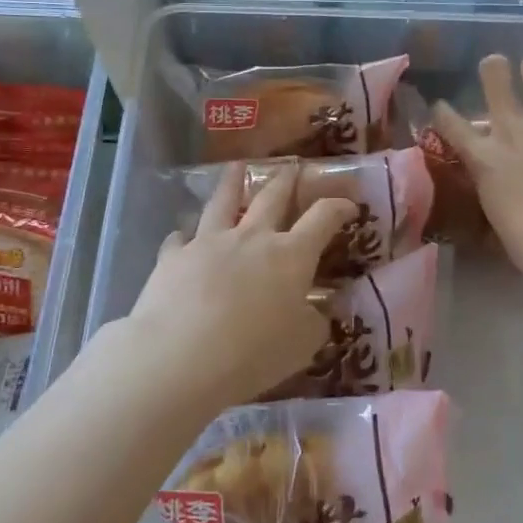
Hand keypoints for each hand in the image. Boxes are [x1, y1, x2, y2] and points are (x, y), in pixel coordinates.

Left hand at [125, 163, 354, 411]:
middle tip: (292, 167)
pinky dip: (185, 236)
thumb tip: (319, 312)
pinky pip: (180, 238)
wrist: (181, 356)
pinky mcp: (173, 256)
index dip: (339, 207)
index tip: (349, 204)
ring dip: (232, 183)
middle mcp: (251, 237)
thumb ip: (315, 323)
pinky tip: (182, 237)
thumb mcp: (302, 346)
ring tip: (236, 167)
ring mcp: (208, 242)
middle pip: (272, 197)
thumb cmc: (253, 353)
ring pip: (223, 202)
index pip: (323, 218)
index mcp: (291, 255)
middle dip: (286, 180)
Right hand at [434, 54, 522, 282]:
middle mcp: (513, 132)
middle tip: (497, 65)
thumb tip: (496, 192)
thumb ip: (493, 192)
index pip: (452, 125)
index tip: (440, 105)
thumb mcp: (495, 216)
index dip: (443, 112)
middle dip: (494, 68)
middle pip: (495, 80)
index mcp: (485, 158)